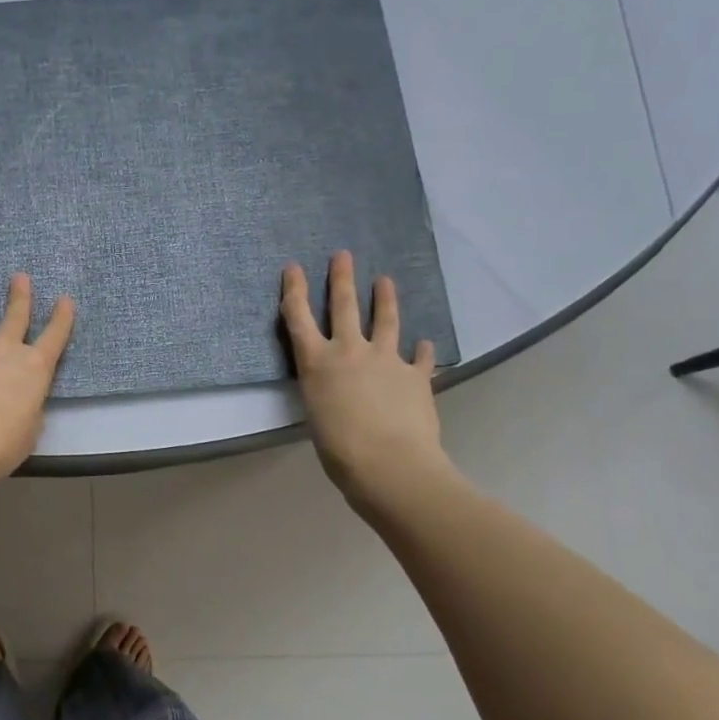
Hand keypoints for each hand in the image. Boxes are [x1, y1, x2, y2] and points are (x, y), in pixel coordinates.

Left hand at [0, 274, 74, 489]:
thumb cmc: (1, 444)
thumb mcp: (30, 430)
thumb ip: (28, 409)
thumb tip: (19, 400)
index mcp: (34, 368)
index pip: (54, 337)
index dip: (62, 318)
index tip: (65, 299)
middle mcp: (3, 352)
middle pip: (14, 317)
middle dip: (20, 296)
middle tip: (20, 276)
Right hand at [281, 251, 451, 505]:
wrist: (389, 464)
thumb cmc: (339, 449)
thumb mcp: (316, 413)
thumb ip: (325, 391)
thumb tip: (339, 390)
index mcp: (317, 363)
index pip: (299, 318)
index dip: (295, 290)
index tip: (294, 267)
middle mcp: (349, 351)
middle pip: (344, 306)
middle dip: (341, 278)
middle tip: (343, 255)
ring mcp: (386, 360)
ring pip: (386, 321)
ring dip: (385, 299)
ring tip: (385, 281)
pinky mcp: (415, 376)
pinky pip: (420, 358)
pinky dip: (422, 351)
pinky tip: (425, 344)